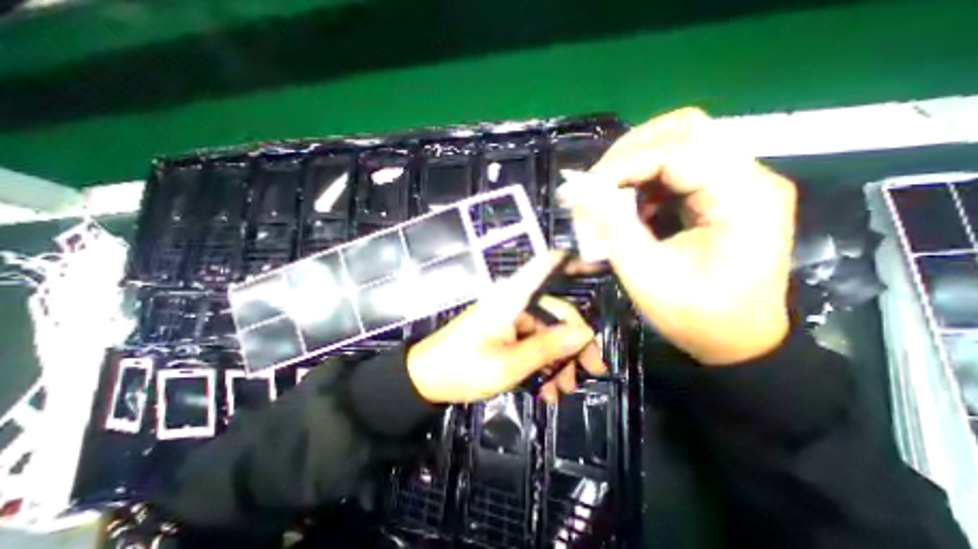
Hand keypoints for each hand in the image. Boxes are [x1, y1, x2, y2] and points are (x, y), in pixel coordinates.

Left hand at [411, 251, 608, 403]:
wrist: (426, 379)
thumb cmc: (463, 368)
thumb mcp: (509, 364)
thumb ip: (548, 347)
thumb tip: (584, 333)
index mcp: (512, 298)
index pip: (545, 266)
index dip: (573, 261)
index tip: (598, 266)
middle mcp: (514, 301)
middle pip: (556, 310)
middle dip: (575, 342)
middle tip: (590, 371)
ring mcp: (510, 317)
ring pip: (547, 331)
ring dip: (559, 360)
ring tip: (562, 391)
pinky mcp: (506, 331)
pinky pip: (533, 341)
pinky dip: (543, 363)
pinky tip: (547, 389)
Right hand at [567, 106, 792, 364]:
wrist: (737, 341)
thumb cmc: (696, 317)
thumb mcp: (646, 274)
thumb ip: (612, 226)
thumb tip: (579, 191)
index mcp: (742, 197)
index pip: (675, 151)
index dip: (621, 165)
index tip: (584, 189)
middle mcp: (748, 177)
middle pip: (683, 130)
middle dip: (629, 153)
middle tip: (596, 185)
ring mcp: (737, 184)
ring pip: (678, 143)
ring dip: (634, 164)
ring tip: (609, 196)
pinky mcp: (721, 195)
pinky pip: (677, 169)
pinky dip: (644, 180)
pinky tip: (630, 206)